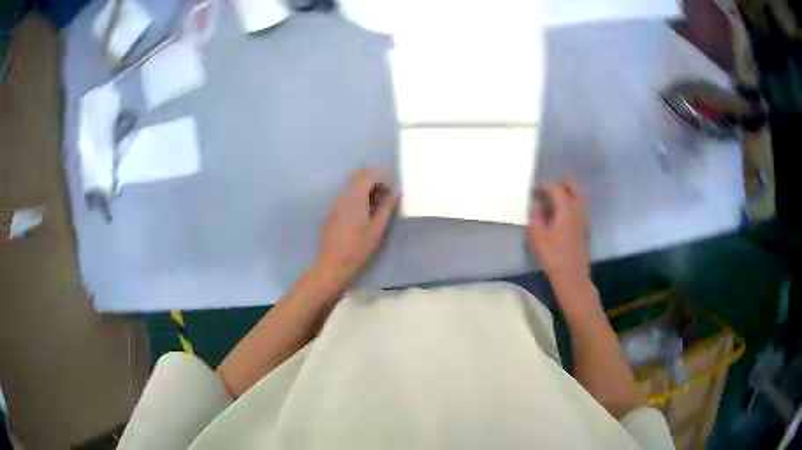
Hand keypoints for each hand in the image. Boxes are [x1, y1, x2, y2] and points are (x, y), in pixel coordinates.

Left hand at [313, 170, 397, 291]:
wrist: (334, 263)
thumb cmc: (359, 247)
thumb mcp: (378, 228)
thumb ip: (387, 207)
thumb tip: (395, 192)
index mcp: (355, 197)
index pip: (369, 175)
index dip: (383, 179)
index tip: (391, 192)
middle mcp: (343, 195)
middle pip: (359, 177)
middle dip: (374, 182)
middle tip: (385, 198)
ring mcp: (335, 203)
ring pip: (352, 186)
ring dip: (366, 190)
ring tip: (377, 208)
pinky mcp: (333, 211)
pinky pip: (347, 196)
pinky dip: (358, 198)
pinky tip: (364, 215)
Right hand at [527, 179, 589, 283]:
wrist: (572, 276)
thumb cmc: (552, 255)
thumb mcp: (536, 235)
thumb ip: (535, 216)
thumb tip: (537, 205)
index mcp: (566, 208)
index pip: (556, 188)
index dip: (544, 186)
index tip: (534, 189)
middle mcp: (578, 210)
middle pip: (574, 188)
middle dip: (562, 184)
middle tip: (549, 189)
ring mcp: (584, 221)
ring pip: (579, 199)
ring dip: (568, 196)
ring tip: (555, 203)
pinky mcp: (585, 231)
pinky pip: (579, 211)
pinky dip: (571, 207)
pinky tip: (561, 218)